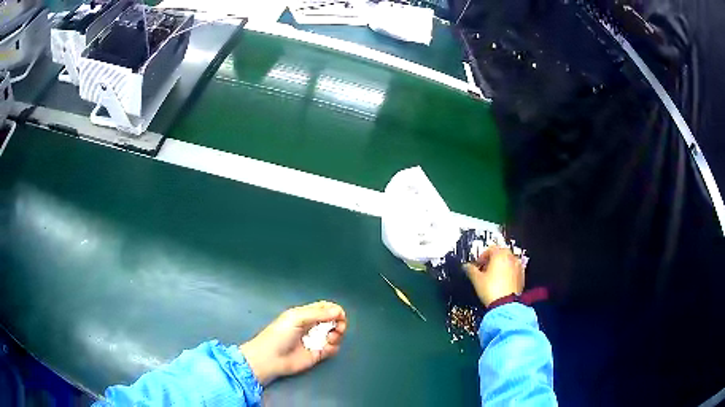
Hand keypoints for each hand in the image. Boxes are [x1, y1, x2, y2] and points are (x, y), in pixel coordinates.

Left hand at [239, 301, 346, 384]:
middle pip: (333, 320)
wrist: (271, 358)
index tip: (339, 314)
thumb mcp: (296, 318)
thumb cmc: (279, 335)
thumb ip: (318, 313)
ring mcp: (315, 340)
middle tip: (339, 327)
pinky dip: (334, 346)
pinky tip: (327, 347)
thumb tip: (338, 311)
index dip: (334, 309)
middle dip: (339, 322)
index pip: (324, 308)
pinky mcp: (318, 353)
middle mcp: (312, 326)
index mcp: (305, 314)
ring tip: (331, 338)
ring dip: (338, 334)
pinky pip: (332, 348)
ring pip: (335, 334)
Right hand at [463, 246, 523, 306]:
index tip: (478, 264)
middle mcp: (511, 258)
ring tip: (493, 276)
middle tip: (485, 269)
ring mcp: (518, 267)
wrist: (505, 304)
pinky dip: (508, 273)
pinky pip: (514, 270)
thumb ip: (470, 269)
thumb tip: (466, 267)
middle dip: (492, 260)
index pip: (490, 249)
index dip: (482, 256)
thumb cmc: (492, 291)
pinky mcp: (522, 276)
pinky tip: (501, 282)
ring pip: (508, 261)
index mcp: (500, 255)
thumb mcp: (477, 279)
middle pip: (501, 253)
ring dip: (501, 266)